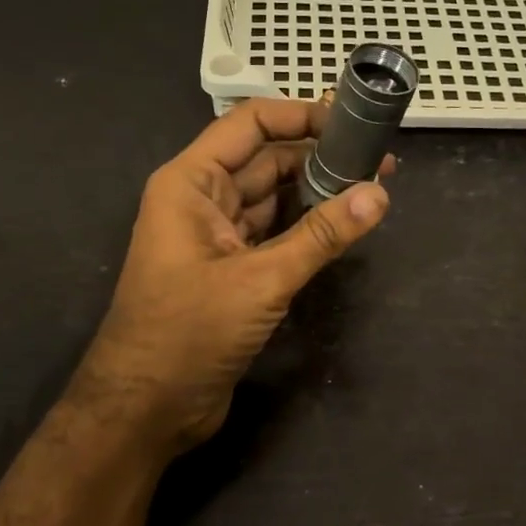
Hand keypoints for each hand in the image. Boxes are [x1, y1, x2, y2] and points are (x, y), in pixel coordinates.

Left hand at [73, 99, 392, 456]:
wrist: (146, 410)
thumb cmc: (189, 332)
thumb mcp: (261, 280)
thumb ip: (321, 236)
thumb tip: (379, 194)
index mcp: (191, 182)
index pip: (250, 125)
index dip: (300, 116)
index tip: (353, 124)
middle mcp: (201, 199)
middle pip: (266, 159)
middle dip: (319, 157)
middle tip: (379, 161)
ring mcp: (216, 235)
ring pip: (273, 198)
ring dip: (316, 192)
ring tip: (371, 188)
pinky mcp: (231, 269)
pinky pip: (274, 232)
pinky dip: (306, 227)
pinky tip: (343, 225)